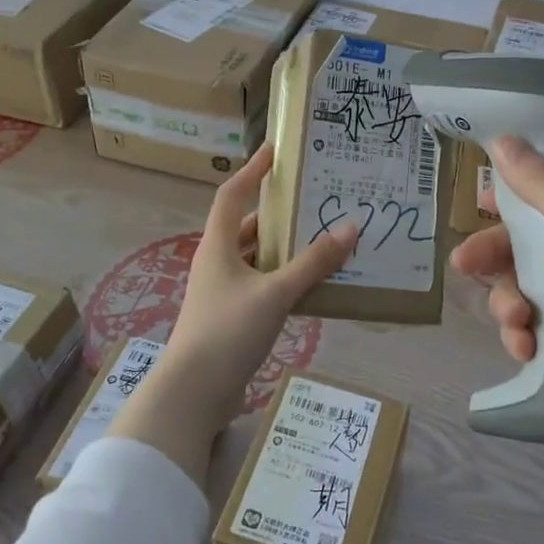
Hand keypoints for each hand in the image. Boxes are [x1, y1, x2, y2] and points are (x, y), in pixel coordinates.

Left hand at [154, 143, 357, 428]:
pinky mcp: (233, 317)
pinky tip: (314, 284)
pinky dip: (286, 279)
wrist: (193, 393)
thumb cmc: (228, 331)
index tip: (276, 150)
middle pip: (250, 226)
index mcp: (218, 245)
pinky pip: (263, 285)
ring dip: (287, 249)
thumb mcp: (275, 293)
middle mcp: (218, 261)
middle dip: (282, 213)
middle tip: (317, 200)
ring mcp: (224, 291)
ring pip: (259, 258)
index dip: (253, 169)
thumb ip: (313, 262)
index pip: (233, 193)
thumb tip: (350, 227)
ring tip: (325, 239)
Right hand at [450, 136, 543, 428]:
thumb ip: (541, 184)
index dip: (516, 198)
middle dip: (500, 258)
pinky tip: (525, 348)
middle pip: (536, 241)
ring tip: (514, 325)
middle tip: (464, 266)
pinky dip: (532, 333)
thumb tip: (503, 138)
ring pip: (536, 285)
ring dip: (513, 302)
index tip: (482, 207)